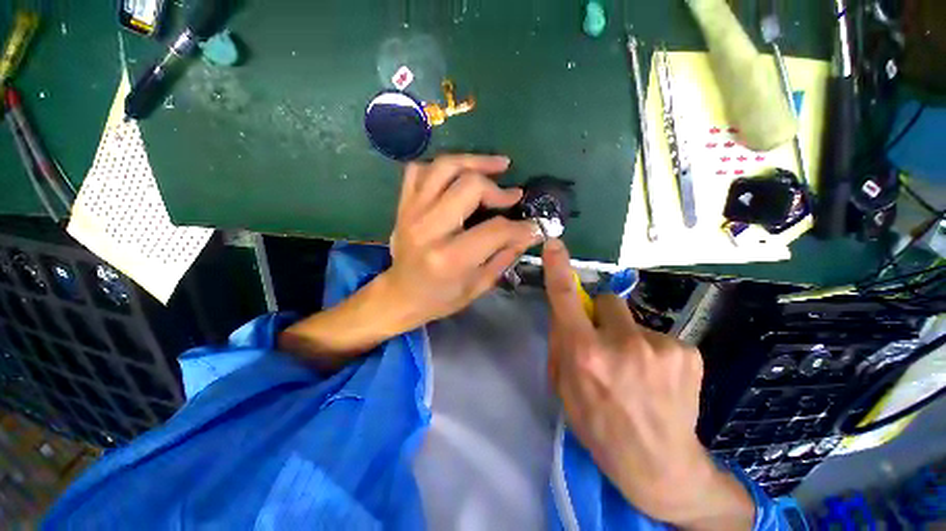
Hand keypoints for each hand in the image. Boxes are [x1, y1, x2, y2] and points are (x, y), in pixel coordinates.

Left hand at [279, 154, 539, 367]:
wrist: (399, 295)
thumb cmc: (440, 298)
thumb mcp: (477, 286)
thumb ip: (504, 257)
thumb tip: (528, 234)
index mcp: (450, 258)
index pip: (495, 230)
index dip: (521, 227)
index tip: (534, 226)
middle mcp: (429, 229)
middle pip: (470, 186)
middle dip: (498, 189)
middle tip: (513, 195)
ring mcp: (412, 212)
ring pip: (445, 167)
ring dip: (475, 162)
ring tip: (498, 166)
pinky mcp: (404, 205)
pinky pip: (419, 170)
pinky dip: (442, 167)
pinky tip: (458, 174)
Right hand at [542, 239, 753, 528]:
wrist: (661, 467)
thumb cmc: (599, 427)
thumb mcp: (564, 388)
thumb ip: (562, 344)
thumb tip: (565, 314)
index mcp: (585, 355)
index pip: (565, 299)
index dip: (558, 268)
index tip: (554, 245)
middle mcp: (622, 344)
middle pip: (605, 300)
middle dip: (601, 316)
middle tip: (607, 345)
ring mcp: (660, 346)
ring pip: (632, 319)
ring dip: (627, 336)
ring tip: (636, 371)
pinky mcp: (688, 351)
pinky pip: (657, 336)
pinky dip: (652, 350)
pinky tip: (658, 380)